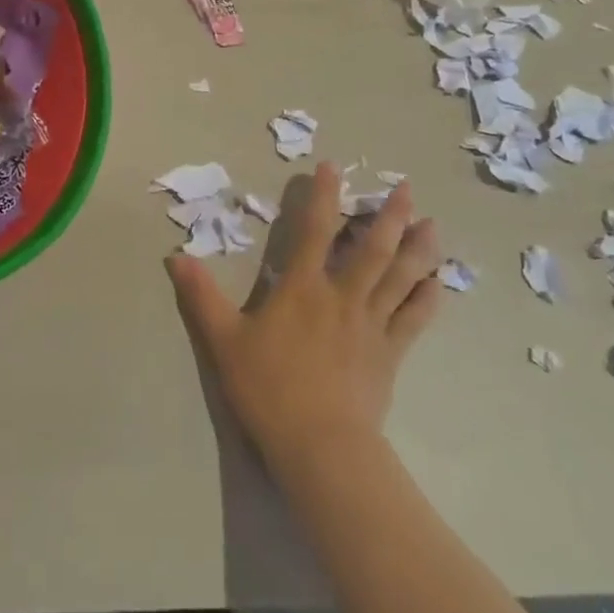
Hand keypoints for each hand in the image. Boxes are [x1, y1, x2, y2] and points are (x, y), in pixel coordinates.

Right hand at [168, 162, 440, 473]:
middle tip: (407, 188)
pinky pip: (414, 320)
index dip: (324, 196)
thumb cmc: (270, 388)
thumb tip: (174, 257)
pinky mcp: (390, 354)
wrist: (320, 446)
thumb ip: (201, 296)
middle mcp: (342, 296)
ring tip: (434, 226)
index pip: (315, 230)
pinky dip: (428, 298)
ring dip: (419, 249)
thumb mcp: (224, 341)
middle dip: (390, 216)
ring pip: (401, 278)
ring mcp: (371, 325)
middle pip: (373, 249)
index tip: (333, 166)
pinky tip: (439, 283)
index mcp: (303, 288)